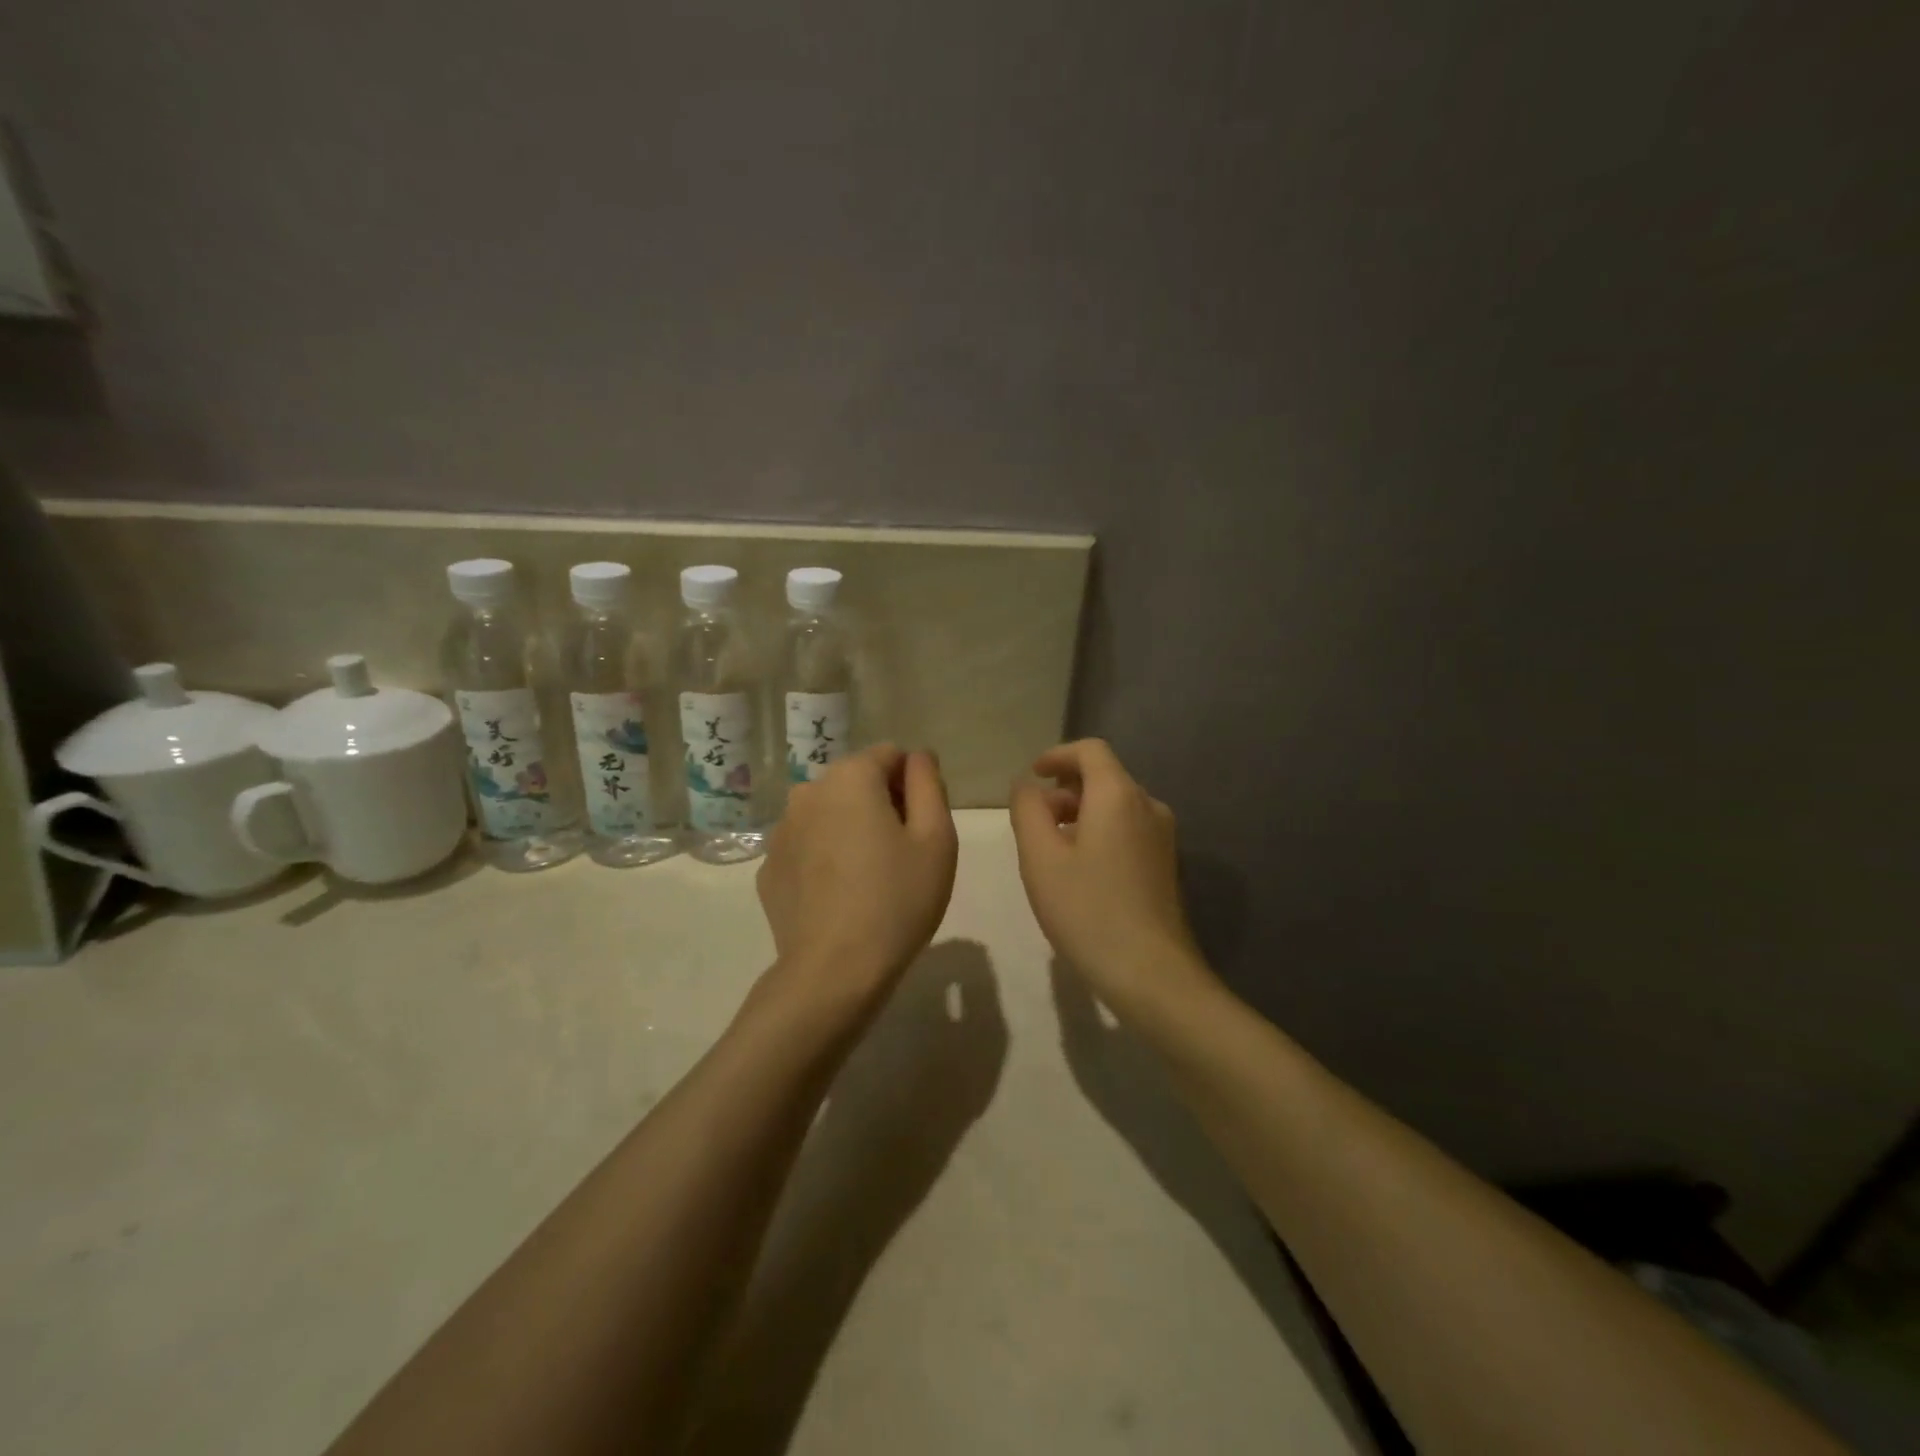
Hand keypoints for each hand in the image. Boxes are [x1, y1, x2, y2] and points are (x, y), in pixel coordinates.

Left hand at [757, 744, 958, 995]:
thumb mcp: (936, 838)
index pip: (891, 756)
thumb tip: (917, 757)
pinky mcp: (767, 868)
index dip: (913, 786)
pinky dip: (823, 858)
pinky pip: (806, 847)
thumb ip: (929, 784)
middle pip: (856, 782)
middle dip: (881, 804)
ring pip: (828, 814)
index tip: (921, 828)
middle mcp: (808, 792)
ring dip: (850, 830)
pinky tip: (838, 897)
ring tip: (868, 879)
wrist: (834, 972)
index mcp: (850, 777)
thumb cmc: (897, 900)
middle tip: (900, 856)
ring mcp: (780, 831)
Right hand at [1010, 740, 1210, 1012]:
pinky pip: (1128, 830)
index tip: (1032, 775)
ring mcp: (1163, 836)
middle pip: (1104, 777)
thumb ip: (1027, 810)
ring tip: (1052, 849)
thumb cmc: (1087, 910)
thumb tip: (1027, 786)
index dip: (1057, 755)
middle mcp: (1148, 806)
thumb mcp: (1040, 857)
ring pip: (1116, 805)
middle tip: (1035, 821)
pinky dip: (1100, 833)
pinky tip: (1080, 870)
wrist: (1150, 971)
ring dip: (1081, 814)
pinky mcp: (1166, 864)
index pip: (1090, 750)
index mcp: (1118, 795)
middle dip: (1065, 789)